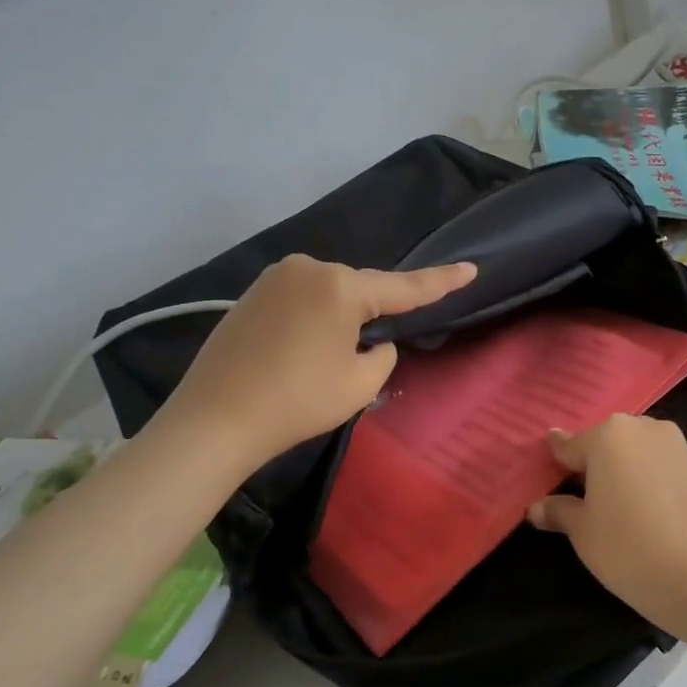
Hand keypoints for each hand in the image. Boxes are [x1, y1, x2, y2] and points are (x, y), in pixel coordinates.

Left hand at [163, 254, 474, 468]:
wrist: (215, 419)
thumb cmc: (297, 402)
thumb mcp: (360, 385)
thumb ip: (383, 355)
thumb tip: (374, 342)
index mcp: (340, 287)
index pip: (404, 287)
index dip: (442, 281)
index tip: (471, 268)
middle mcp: (308, 268)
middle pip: (360, 289)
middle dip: (373, 313)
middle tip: (369, 353)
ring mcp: (275, 277)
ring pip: (329, 294)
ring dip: (340, 319)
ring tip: (327, 360)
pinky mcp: (251, 294)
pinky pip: (301, 300)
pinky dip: (313, 321)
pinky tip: (302, 351)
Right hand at [527, 415, 686, 621]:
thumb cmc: (629, 548)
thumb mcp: (583, 532)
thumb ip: (559, 511)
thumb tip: (537, 507)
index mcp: (608, 435)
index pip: (568, 446)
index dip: (554, 466)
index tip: (545, 481)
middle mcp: (643, 428)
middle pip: (605, 443)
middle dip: (592, 466)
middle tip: (580, 500)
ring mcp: (677, 446)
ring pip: (636, 453)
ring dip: (622, 472)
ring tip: (613, 508)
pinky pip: (660, 467)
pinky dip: (647, 481)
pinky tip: (644, 511)